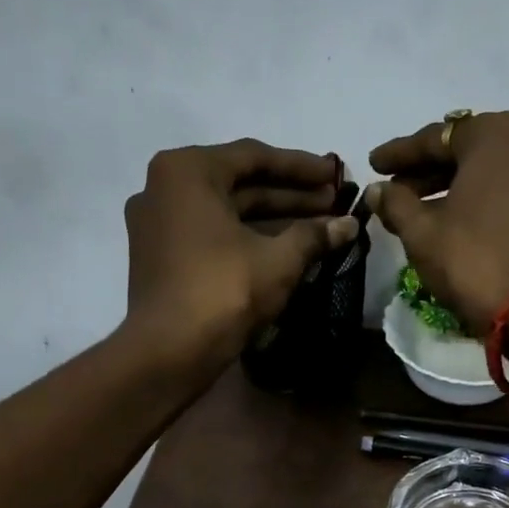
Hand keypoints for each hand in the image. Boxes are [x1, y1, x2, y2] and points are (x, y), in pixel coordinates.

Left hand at [123, 139, 355, 368]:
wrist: (169, 350)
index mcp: (187, 171)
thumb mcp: (278, 260)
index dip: (302, 167)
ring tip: (319, 225)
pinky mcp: (161, 256)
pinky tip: (286, 247)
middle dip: (290, 194)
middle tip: (333, 202)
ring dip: (273, 217)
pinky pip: (212, 233)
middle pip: (240, 183)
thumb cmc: (224, 290)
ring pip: (227, 211)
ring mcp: (158, 223)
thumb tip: (350, 224)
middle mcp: (165, 187)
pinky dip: (248, 236)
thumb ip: (314, 235)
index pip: (255, 157)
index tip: (336, 176)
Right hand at [365, 112, 508, 336]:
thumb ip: (396, 204)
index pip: (436, 137)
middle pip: (469, 152)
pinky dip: (486, 202)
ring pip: (494, 174)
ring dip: (457, 189)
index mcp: (498, 135)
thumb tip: (378, 190)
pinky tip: (460, 223)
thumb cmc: (475, 260)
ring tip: (422, 213)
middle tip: (396, 192)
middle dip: (430, 172)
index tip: (374, 165)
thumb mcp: (422, 233)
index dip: (399, 154)